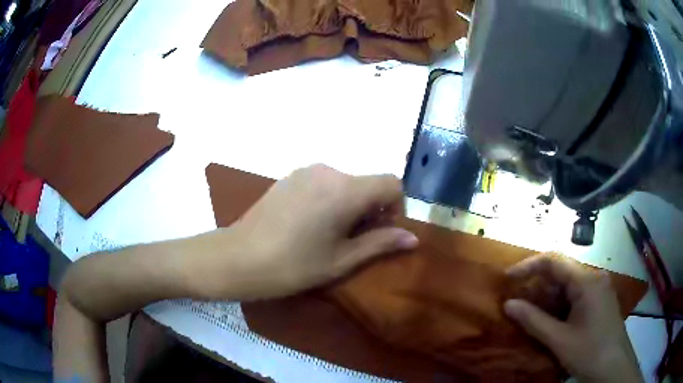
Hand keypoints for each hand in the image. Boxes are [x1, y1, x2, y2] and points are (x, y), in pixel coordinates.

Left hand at [208, 164, 417, 299]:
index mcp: (346, 189)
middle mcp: (328, 170)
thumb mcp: (341, 260)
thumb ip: (380, 243)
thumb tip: (412, 237)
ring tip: (330, 234)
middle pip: (368, 183)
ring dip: (350, 204)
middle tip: (354, 240)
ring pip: (346, 183)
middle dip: (372, 209)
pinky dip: (330, 198)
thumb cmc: (293, 265)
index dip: (396, 207)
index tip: (382, 232)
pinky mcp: (290, 176)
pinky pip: (324, 182)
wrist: (239, 257)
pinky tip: (309, 223)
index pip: (392, 183)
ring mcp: (306, 171)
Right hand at [504, 255, 642, 382]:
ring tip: (529, 312)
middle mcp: (595, 279)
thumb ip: (534, 321)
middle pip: (562, 272)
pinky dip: (559, 304)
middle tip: (516, 300)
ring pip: (569, 285)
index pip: (555, 261)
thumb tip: (508, 304)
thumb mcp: (559, 340)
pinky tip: (551, 320)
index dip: (529, 266)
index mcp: (587, 281)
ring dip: (548, 297)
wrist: (614, 368)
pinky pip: (576, 296)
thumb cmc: (589, 352)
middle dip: (537, 284)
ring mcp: (599, 290)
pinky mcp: (600, 302)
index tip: (507, 279)